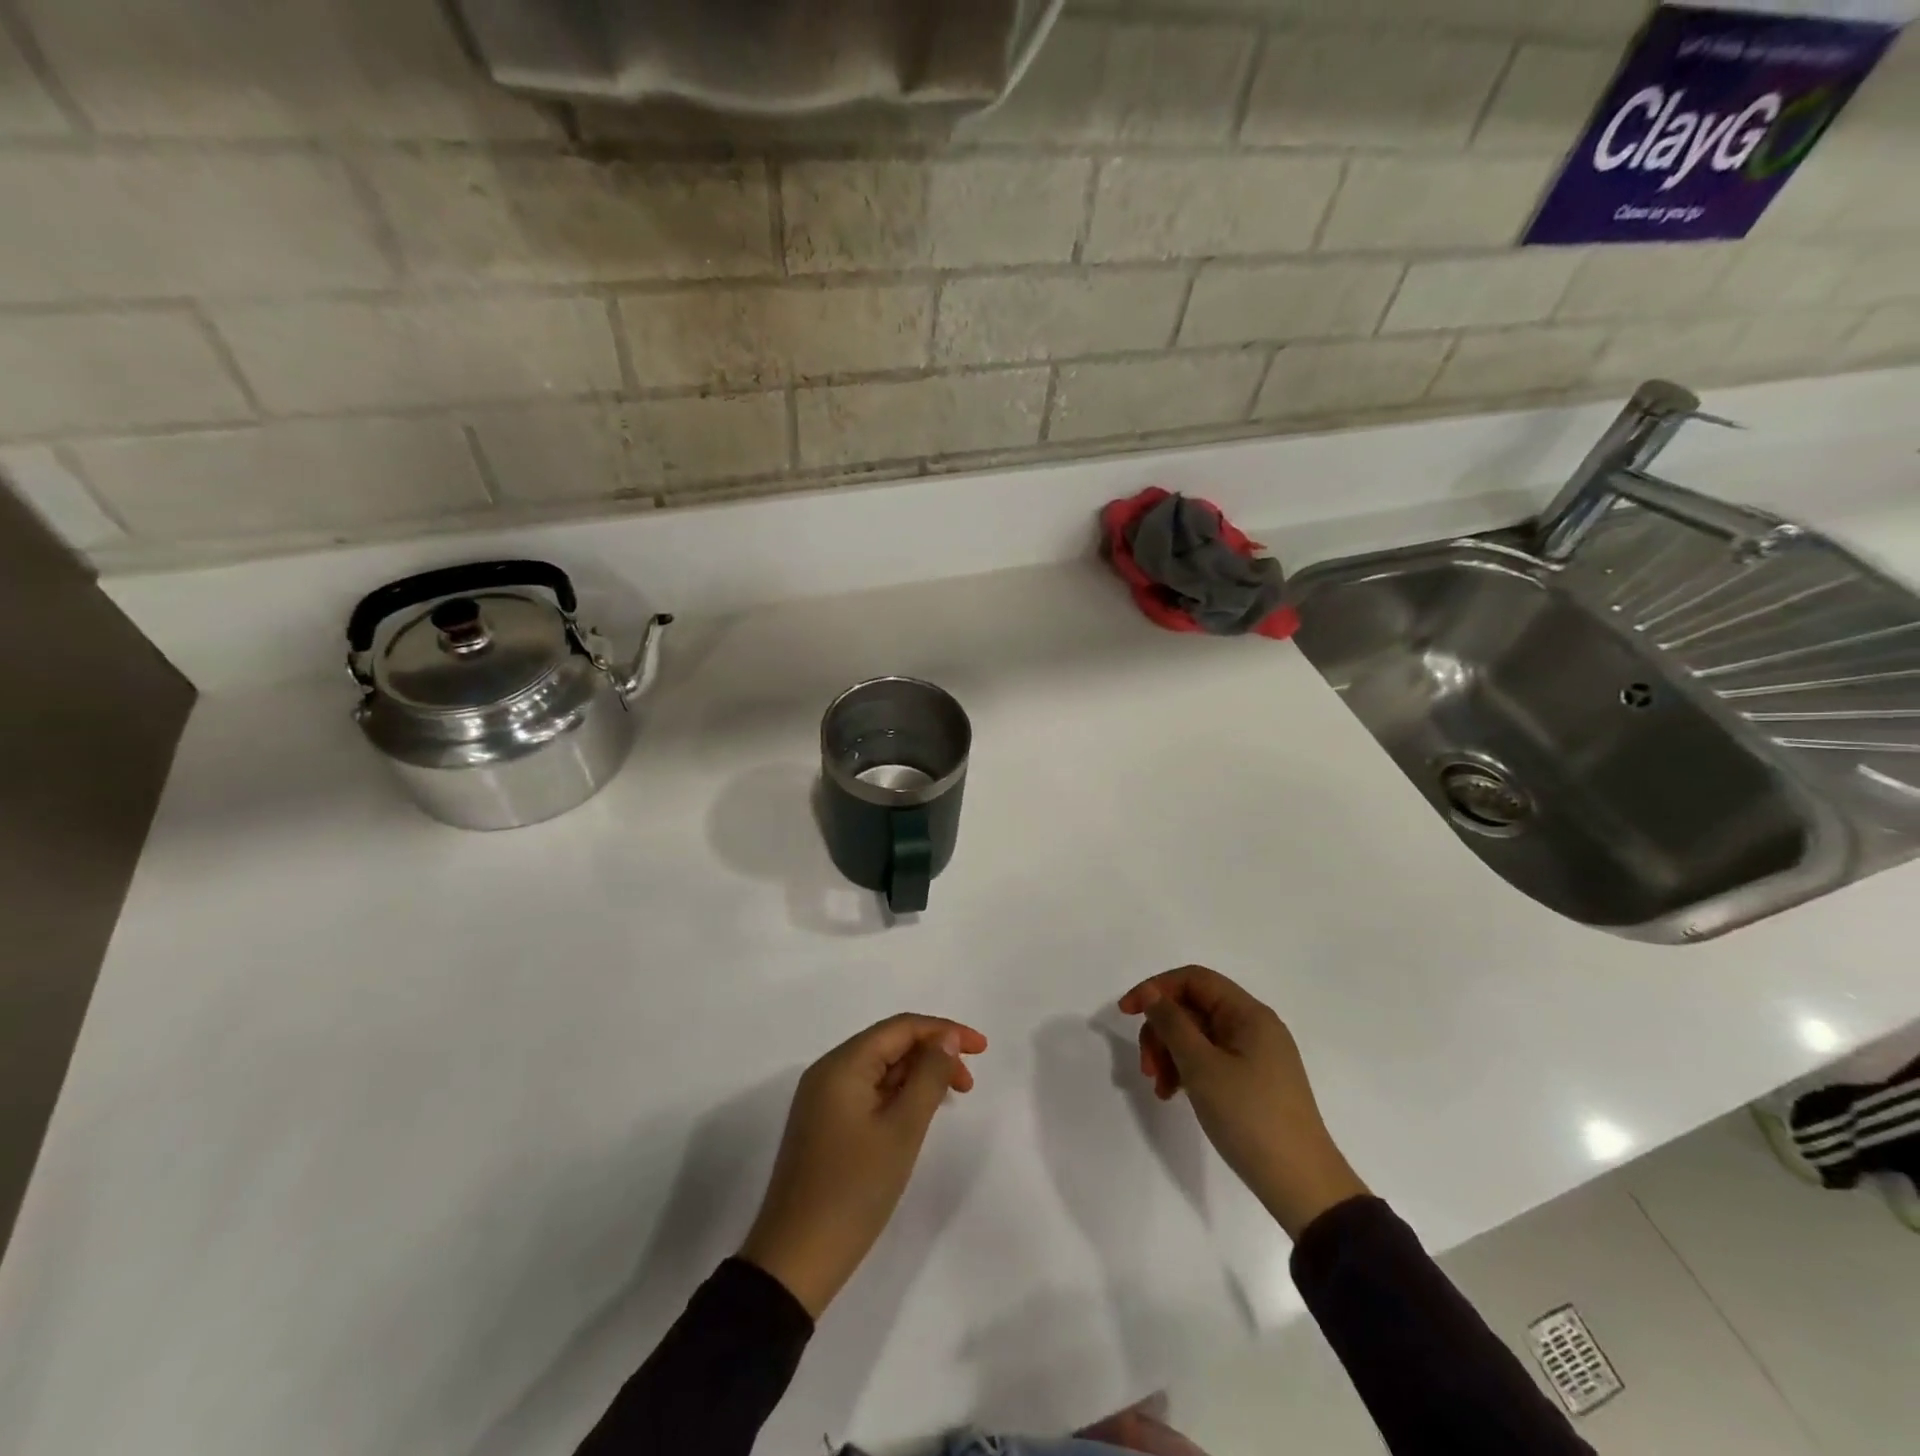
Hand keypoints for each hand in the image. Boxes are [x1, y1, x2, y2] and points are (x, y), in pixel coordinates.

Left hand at [739, 1014, 987, 1317]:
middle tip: (969, 1084)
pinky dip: (896, 1095)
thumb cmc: (853, 1191)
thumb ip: (928, 1077)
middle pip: (889, 1044)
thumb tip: (946, 1038)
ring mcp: (822, 1099)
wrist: (794, 1262)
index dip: (944, 1030)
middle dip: (932, 1054)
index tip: (982, 1049)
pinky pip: (867, 1092)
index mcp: (842, 1064)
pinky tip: (916, 1115)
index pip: (901, 1027)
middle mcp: (828, 1071)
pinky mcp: (823, 1124)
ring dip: (916, 1075)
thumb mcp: (902, 1131)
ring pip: (879, 1069)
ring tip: (949, 1098)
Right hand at [1119, 966, 1367, 1237]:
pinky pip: (1209, 1060)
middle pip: (1193, 1008)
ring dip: (1170, 1054)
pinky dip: (1187, 1071)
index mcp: (1248, 1014)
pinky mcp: (1252, 1081)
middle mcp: (1253, 1027)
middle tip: (1146, 1066)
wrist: (1302, 1186)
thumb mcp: (1202, 1067)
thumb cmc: (1250, 1117)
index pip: (1194, 979)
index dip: (1156, 988)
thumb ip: (1173, 1024)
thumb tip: (1153, 994)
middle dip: (1162, 1031)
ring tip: (1159, 1088)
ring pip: (1197, 1036)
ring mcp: (1254, 1055)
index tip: (1126, 1013)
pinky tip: (1173, 1095)